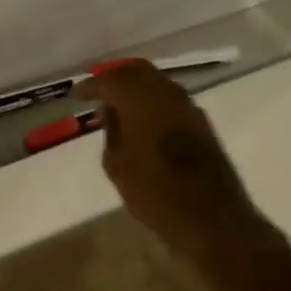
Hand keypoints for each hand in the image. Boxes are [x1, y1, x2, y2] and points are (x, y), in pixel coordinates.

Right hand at [80, 62, 272, 263]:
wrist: (214, 220)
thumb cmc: (155, 192)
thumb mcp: (116, 164)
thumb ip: (111, 131)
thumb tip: (111, 112)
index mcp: (140, 97)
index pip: (109, 80)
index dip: (90, 86)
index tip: (76, 95)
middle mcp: (166, 92)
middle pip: (136, 70)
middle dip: (116, 77)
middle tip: (99, 92)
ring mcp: (188, 107)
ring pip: (157, 83)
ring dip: (137, 89)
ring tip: (120, 108)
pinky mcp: (202, 124)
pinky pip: (170, 101)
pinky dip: (153, 103)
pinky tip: (144, 122)